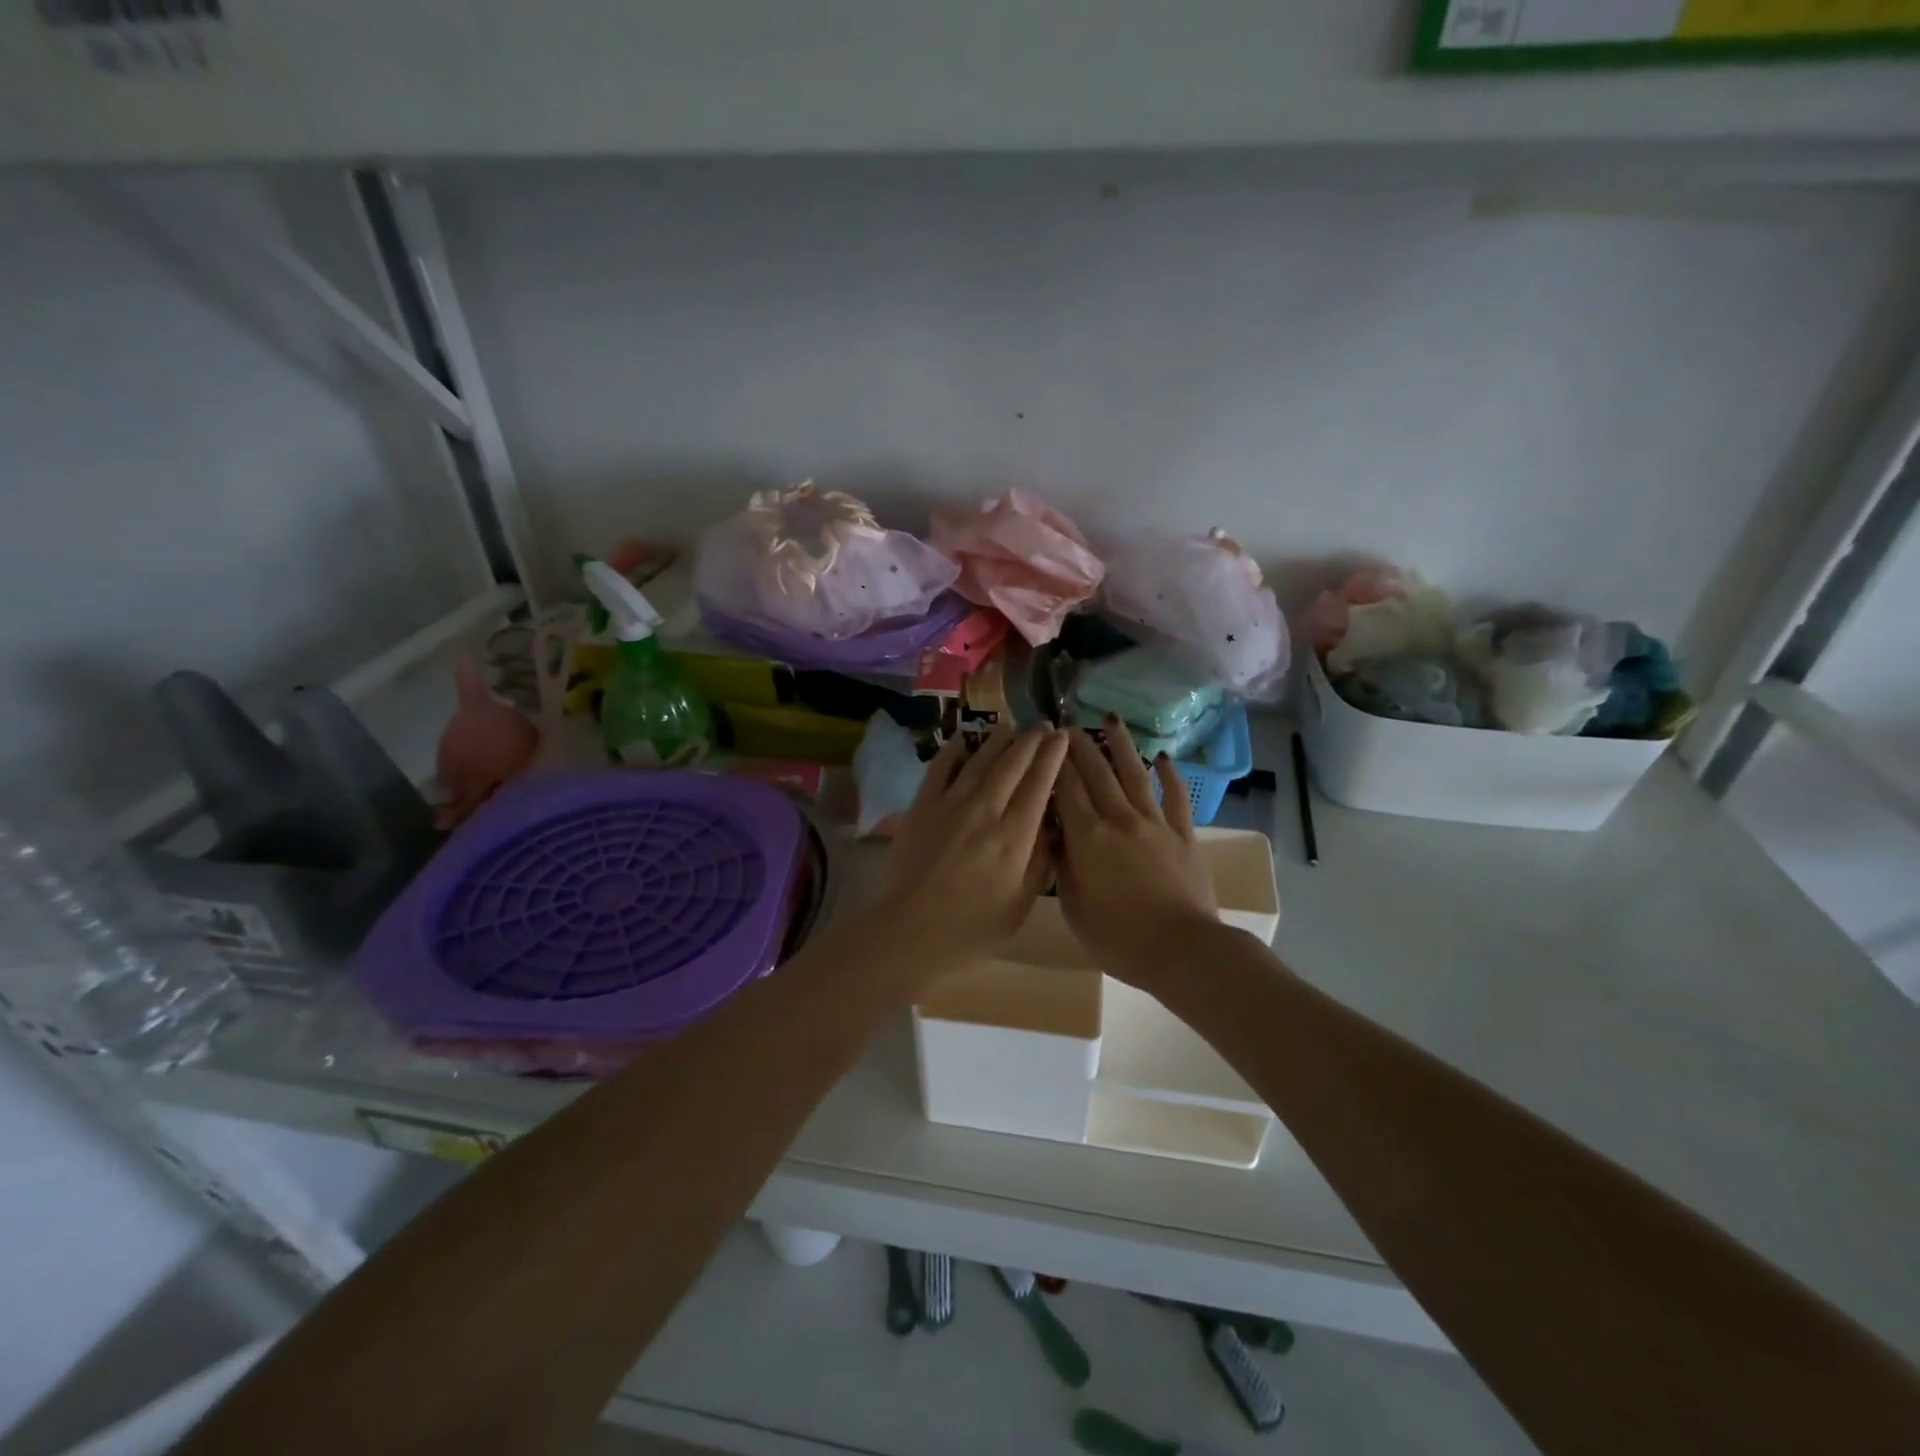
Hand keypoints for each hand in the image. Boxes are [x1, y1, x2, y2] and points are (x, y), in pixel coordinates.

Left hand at [871, 723, 1069, 974]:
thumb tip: (1056, 825)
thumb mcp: (1021, 902)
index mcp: (1015, 835)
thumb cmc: (974, 926)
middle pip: (1012, 763)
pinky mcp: (922, 806)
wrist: (913, 930)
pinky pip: (940, 768)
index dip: (1053, 756)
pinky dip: (954, 749)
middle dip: (1031, 741)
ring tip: (1012, 727)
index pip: (1040, 783)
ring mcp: (951, 804)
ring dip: (999, 740)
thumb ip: (1042, 860)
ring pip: (980, 760)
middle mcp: (986, 809)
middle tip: (1044, 726)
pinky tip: (964, 737)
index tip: (1063, 737)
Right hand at [1054, 719, 1218, 989]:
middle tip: (1069, 723)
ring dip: (1122, 746)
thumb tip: (1056, 836)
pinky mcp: (1183, 835)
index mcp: (1088, 837)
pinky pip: (1176, 798)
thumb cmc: (1118, 938)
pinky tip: (1162, 757)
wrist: (1182, 951)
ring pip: (1135, 775)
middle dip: (1081, 745)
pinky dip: (1170, 775)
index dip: (1054, 761)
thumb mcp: (1074, 908)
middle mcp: (1119, 820)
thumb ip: (1063, 866)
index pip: (1065, 788)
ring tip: (1111, 720)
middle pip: (1097, 773)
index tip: (1044, 740)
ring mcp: (1155, 824)